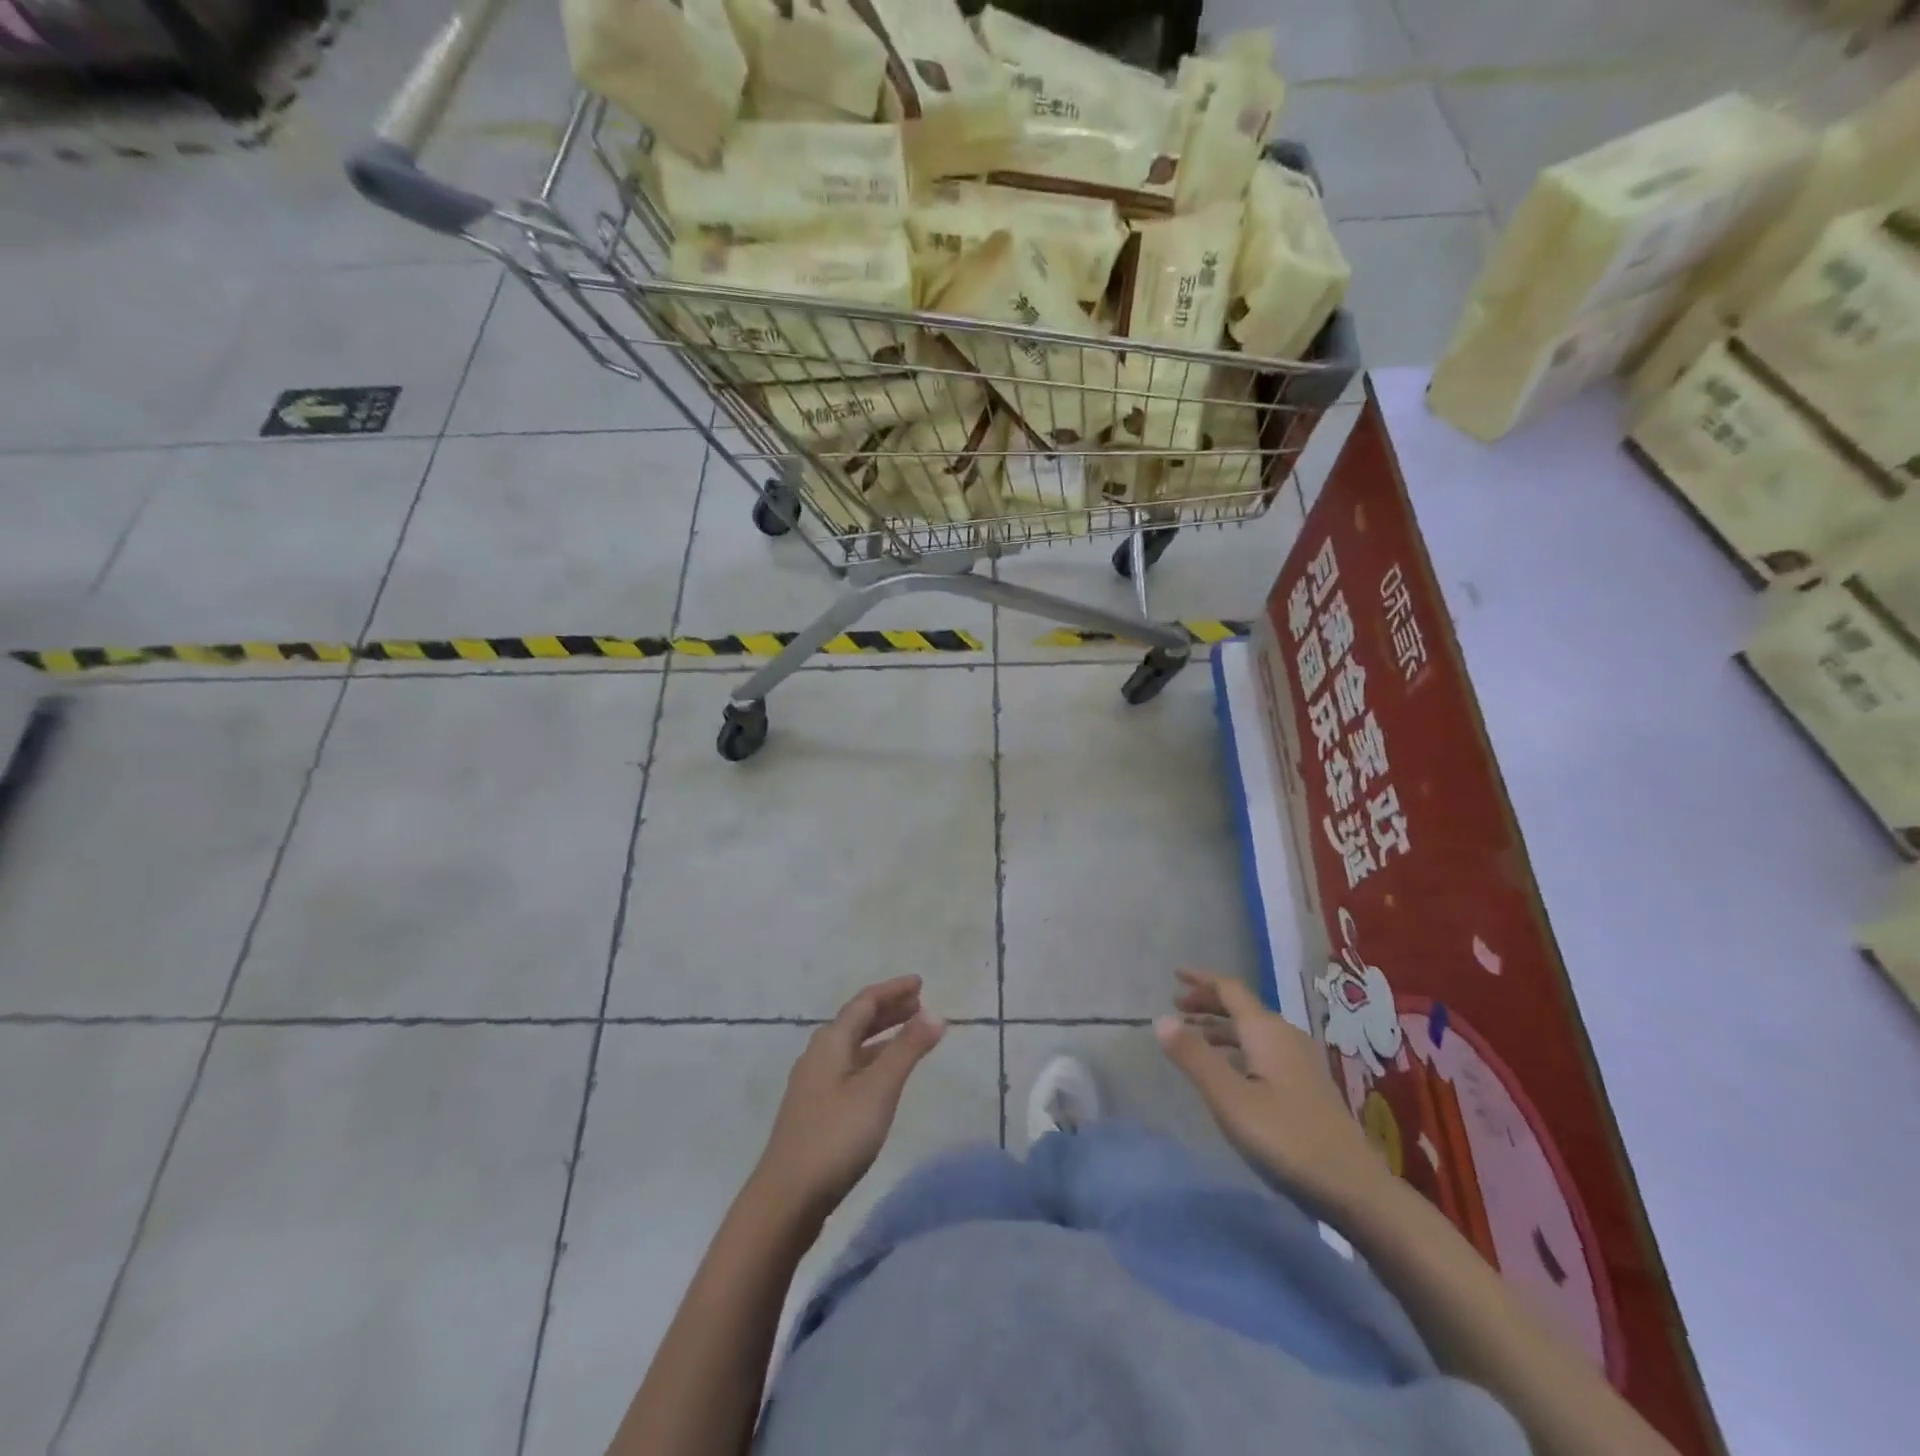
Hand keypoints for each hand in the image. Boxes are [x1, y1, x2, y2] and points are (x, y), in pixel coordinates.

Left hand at [752, 975, 944, 1220]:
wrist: (786, 1199)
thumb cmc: (835, 1136)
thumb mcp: (878, 1089)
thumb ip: (907, 1049)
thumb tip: (935, 1013)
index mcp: (830, 1042)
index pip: (865, 1002)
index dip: (893, 990)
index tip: (920, 983)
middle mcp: (818, 1055)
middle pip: (856, 1022)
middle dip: (888, 1010)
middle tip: (919, 1005)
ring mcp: (813, 1084)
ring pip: (852, 1047)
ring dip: (881, 1036)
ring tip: (909, 1035)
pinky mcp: (814, 1110)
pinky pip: (849, 1068)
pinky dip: (872, 1060)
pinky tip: (883, 1078)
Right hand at [1156, 969, 1389, 1210]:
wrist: (1355, 1189)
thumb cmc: (1287, 1139)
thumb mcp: (1230, 1099)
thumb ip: (1195, 1057)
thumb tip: (1161, 1018)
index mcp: (1267, 1031)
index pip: (1230, 989)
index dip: (1201, 980)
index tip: (1175, 974)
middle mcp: (1285, 1036)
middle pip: (1242, 1007)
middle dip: (1208, 1002)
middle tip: (1177, 1007)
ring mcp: (1300, 1062)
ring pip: (1253, 1031)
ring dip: (1221, 1027)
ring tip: (1194, 1036)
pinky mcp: (1307, 1086)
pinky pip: (1263, 1050)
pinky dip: (1237, 1048)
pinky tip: (1229, 1070)